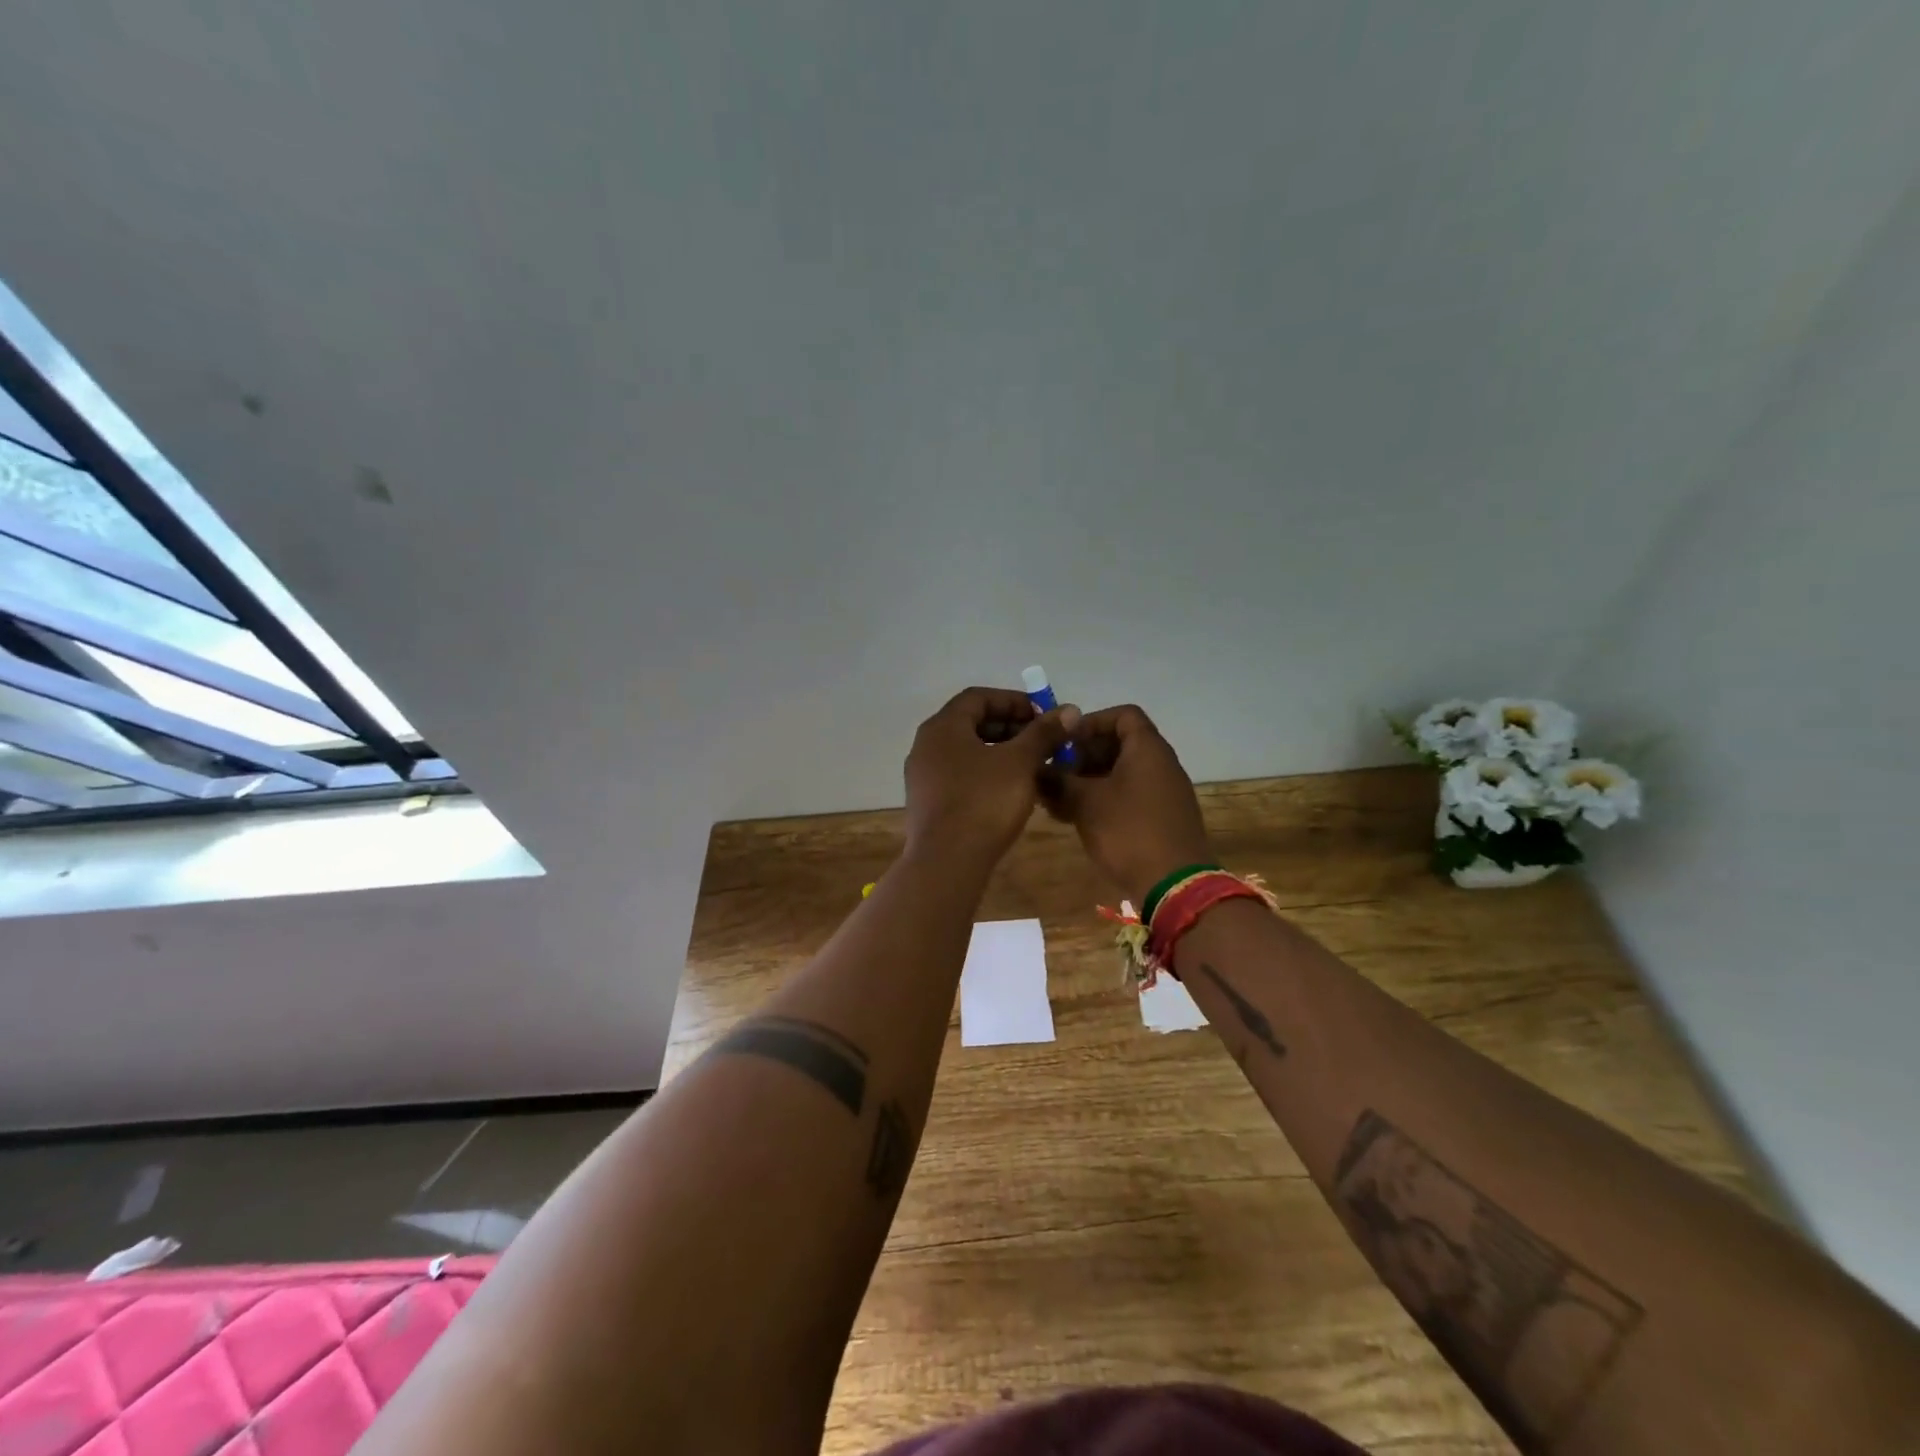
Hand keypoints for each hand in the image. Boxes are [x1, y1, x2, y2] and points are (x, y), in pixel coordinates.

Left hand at [904, 686, 1080, 868]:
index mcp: (942, 727)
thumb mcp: (1020, 763)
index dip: (1014, 701)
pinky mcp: (928, 803)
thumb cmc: (984, 802)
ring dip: (1001, 753)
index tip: (1043, 717)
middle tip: (1042, 742)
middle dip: (1010, 728)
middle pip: (971, 723)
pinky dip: (986, 774)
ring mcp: (923, 776)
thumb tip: (1069, 710)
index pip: (978, 697)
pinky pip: (960, 776)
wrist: (947, 862)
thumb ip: (1043, 733)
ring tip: (1033, 767)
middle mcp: (926, 745)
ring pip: (967, 752)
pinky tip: (1011, 792)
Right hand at [1043, 704, 1212, 905]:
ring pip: (1122, 773)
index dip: (1091, 723)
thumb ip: (1058, 781)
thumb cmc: (1129, 832)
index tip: (1065, 743)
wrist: (1175, 886)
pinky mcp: (1162, 818)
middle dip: (1084, 756)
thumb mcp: (1085, 803)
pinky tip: (1076, 819)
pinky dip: (1104, 800)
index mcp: (1148, 749)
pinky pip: (1130, 796)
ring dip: (1090, 781)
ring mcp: (1164, 792)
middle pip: (1121, 744)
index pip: (1123, 715)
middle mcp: (1161, 764)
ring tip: (1059, 800)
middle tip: (1057, 774)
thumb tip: (1037, 770)